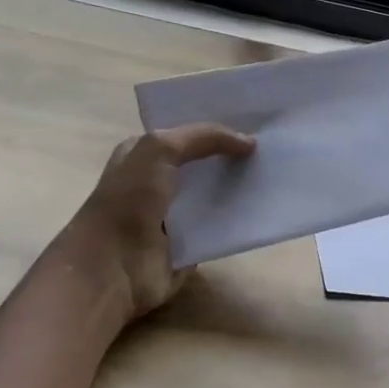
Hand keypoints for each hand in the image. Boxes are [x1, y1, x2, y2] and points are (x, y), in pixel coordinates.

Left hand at [58, 124, 254, 318]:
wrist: (114, 266)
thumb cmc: (129, 200)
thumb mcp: (160, 149)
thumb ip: (204, 137)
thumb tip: (248, 143)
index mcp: (142, 156)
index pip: (184, 134)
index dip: (214, 127)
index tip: (253, 121)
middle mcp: (157, 183)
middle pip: (202, 164)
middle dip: (231, 155)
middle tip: (270, 146)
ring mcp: (174, 216)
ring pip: (214, 195)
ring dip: (238, 187)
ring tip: (274, 174)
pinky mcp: (189, 245)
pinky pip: (220, 227)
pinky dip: (238, 220)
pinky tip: (264, 207)